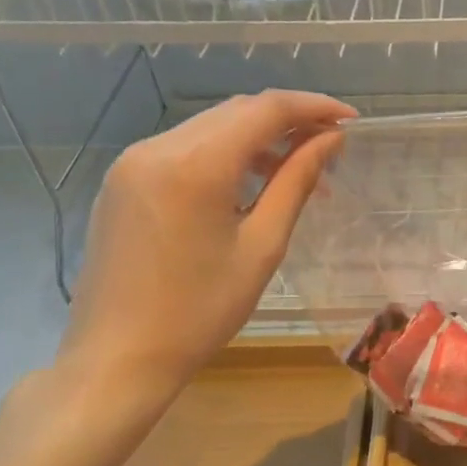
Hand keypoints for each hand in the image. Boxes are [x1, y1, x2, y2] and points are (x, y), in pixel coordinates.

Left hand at [57, 90, 353, 411]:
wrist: (117, 358)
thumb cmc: (200, 311)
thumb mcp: (262, 246)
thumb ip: (296, 182)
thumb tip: (331, 139)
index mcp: (196, 164)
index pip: (266, 109)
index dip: (313, 107)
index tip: (350, 120)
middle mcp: (158, 147)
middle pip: (237, 111)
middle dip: (288, 121)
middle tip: (329, 147)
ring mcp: (133, 161)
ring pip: (211, 127)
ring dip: (258, 138)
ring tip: (296, 172)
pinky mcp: (123, 179)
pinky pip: (185, 148)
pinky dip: (224, 154)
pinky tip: (248, 183)